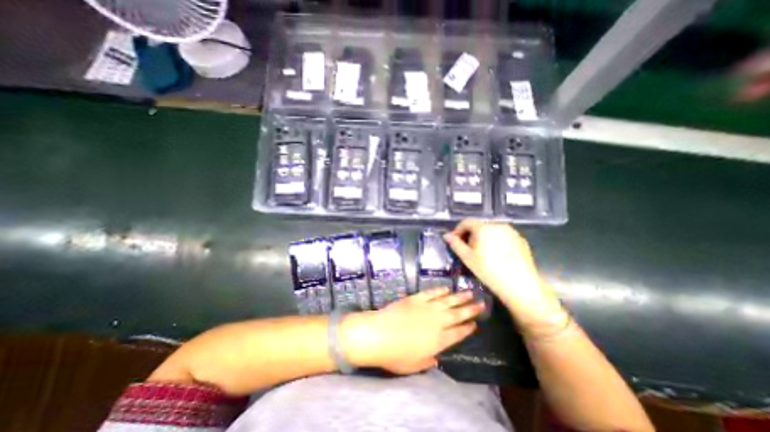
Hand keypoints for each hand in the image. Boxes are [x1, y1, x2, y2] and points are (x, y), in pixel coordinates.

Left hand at [342, 289, 479, 375]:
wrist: (379, 334)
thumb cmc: (396, 354)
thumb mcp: (414, 365)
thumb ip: (428, 360)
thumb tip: (437, 357)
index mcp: (439, 340)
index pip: (458, 333)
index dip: (468, 328)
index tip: (476, 324)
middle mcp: (436, 322)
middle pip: (457, 314)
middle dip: (470, 309)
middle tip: (482, 303)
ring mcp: (426, 307)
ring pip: (447, 301)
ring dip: (459, 297)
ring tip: (470, 292)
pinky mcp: (416, 298)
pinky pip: (431, 293)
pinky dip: (440, 290)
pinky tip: (446, 288)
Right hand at [446, 219, 563, 332]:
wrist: (521, 285)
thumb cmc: (489, 271)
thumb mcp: (467, 258)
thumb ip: (455, 244)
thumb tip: (447, 235)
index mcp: (483, 227)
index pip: (466, 222)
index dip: (458, 230)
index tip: (455, 241)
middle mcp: (498, 225)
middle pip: (479, 225)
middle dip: (470, 235)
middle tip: (468, 249)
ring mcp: (511, 232)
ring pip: (492, 230)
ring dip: (483, 238)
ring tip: (483, 253)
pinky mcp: (521, 240)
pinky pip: (503, 236)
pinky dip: (496, 241)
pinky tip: (497, 256)